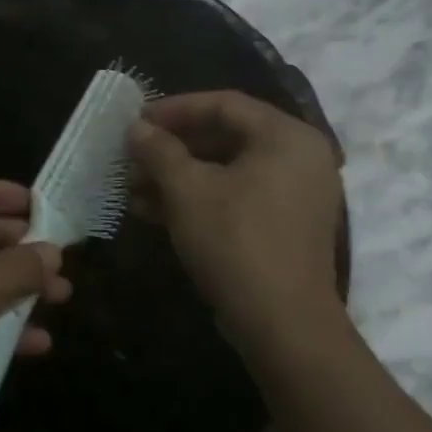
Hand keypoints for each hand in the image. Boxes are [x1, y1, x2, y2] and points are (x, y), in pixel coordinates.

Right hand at [128, 91, 343, 344]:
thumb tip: (136, 128)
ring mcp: (295, 194)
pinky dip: (198, 198)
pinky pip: (237, 195)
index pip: (223, 104)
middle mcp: (299, 157)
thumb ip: (158, 150)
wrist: (284, 327)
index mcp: (286, 137)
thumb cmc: (236, 242)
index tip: (135, 120)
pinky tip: (153, 211)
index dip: (174, 109)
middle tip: (132, 156)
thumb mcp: (186, 190)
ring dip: (177, 175)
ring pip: (226, 169)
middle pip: (224, 136)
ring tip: (133, 188)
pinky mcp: (285, 225)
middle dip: (171, 147)